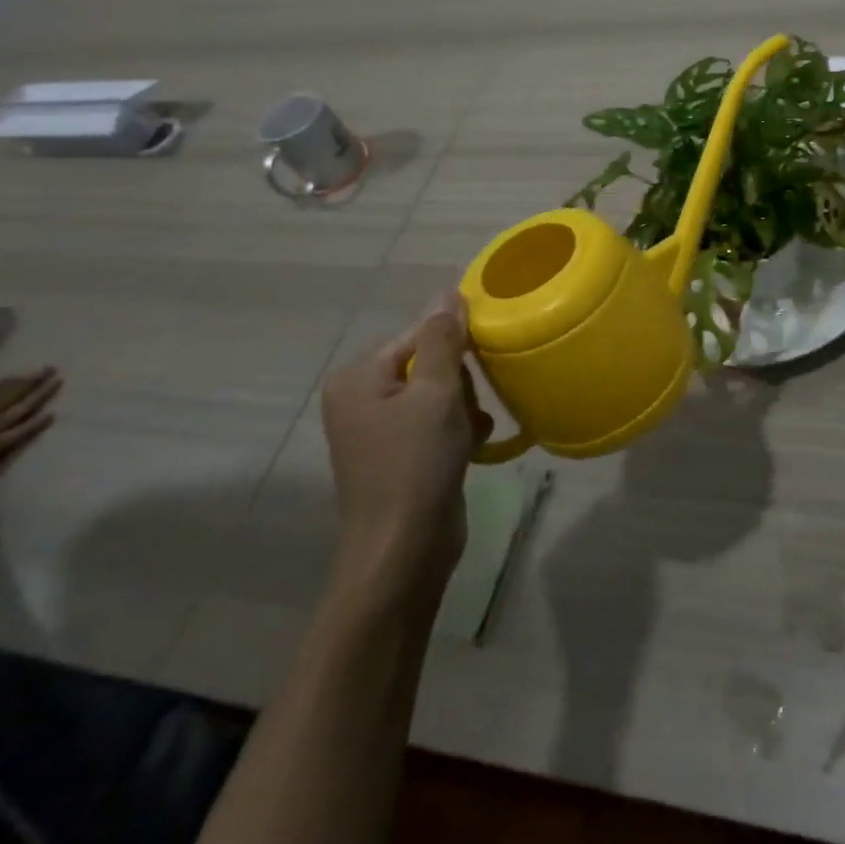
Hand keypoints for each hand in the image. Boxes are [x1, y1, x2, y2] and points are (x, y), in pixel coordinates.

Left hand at [319, 294, 491, 607]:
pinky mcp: (399, 454)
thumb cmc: (417, 464)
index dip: (455, 343)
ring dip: (464, 406)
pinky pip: (435, 421)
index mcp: (359, 377)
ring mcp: (378, 429)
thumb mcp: (436, 393)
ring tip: (472, 428)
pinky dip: (458, 428)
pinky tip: (473, 444)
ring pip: (438, 392)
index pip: (418, 334)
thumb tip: (447, 294)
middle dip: (459, 380)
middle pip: (428, 362)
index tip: (486, 357)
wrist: (403, 550)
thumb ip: (442, 340)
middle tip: (469, 406)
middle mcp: (361, 398)